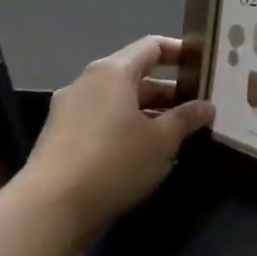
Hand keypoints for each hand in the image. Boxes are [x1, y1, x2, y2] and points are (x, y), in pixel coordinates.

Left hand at [20, 36, 213, 232]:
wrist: (50, 208)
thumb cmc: (115, 161)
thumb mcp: (162, 139)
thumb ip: (186, 118)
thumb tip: (206, 106)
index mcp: (113, 72)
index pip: (152, 47)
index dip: (180, 51)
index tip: (203, 65)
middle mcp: (88, 83)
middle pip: (135, 75)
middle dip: (169, 91)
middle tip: (199, 107)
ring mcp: (70, 111)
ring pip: (119, 101)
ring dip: (150, 112)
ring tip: (179, 133)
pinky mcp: (61, 138)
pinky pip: (103, 121)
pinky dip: (128, 128)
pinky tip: (147, 152)